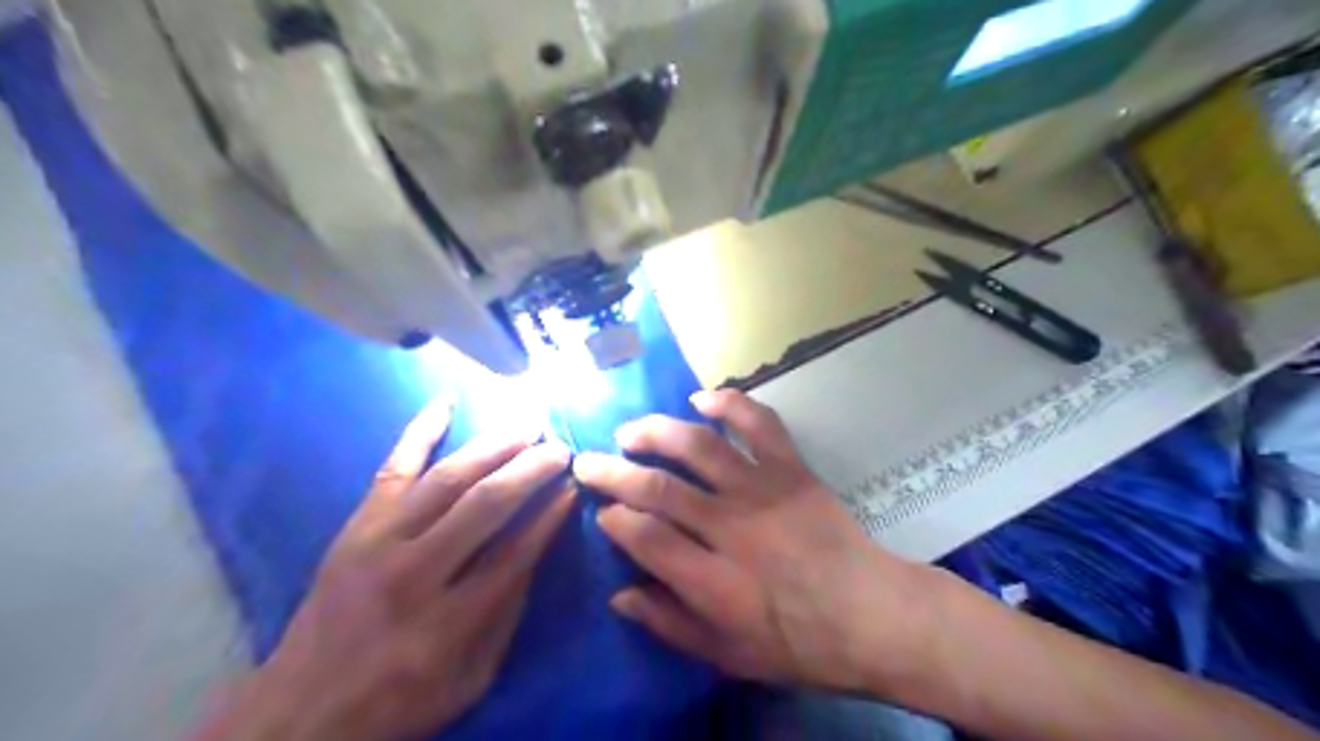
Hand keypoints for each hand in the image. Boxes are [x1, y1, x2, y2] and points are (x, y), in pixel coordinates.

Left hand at [201, 406, 576, 740]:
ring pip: (447, 478)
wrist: (299, 711)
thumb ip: (507, 613)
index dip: (550, 515)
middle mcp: (413, 572)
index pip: (515, 552)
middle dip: (530, 469)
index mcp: (447, 622)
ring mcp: (377, 542)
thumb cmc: (399, 700)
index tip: (574, 487)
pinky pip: (392, 467)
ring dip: (494, 446)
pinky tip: (446, 401)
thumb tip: (537, 546)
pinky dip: (420, 431)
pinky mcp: (356, 527)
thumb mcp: (472, 678)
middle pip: (484, 504)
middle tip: (560, 448)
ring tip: (528, 425)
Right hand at [579, 392, 938, 697]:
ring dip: (656, 432)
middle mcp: (730, 527)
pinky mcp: (791, 469)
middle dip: (614, 471)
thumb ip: (669, 623)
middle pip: (659, 488)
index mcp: (712, 580)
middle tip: (588, 462)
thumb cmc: (797, 643)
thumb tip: (620, 595)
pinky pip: (759, 424)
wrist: (871, 615)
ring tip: (630, 430)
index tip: (601, 512)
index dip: (614, 519)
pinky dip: (730, 403)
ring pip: (698, 447)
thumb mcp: (727, 655)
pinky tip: (702, 398)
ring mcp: (762, 490)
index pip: (645, 537)